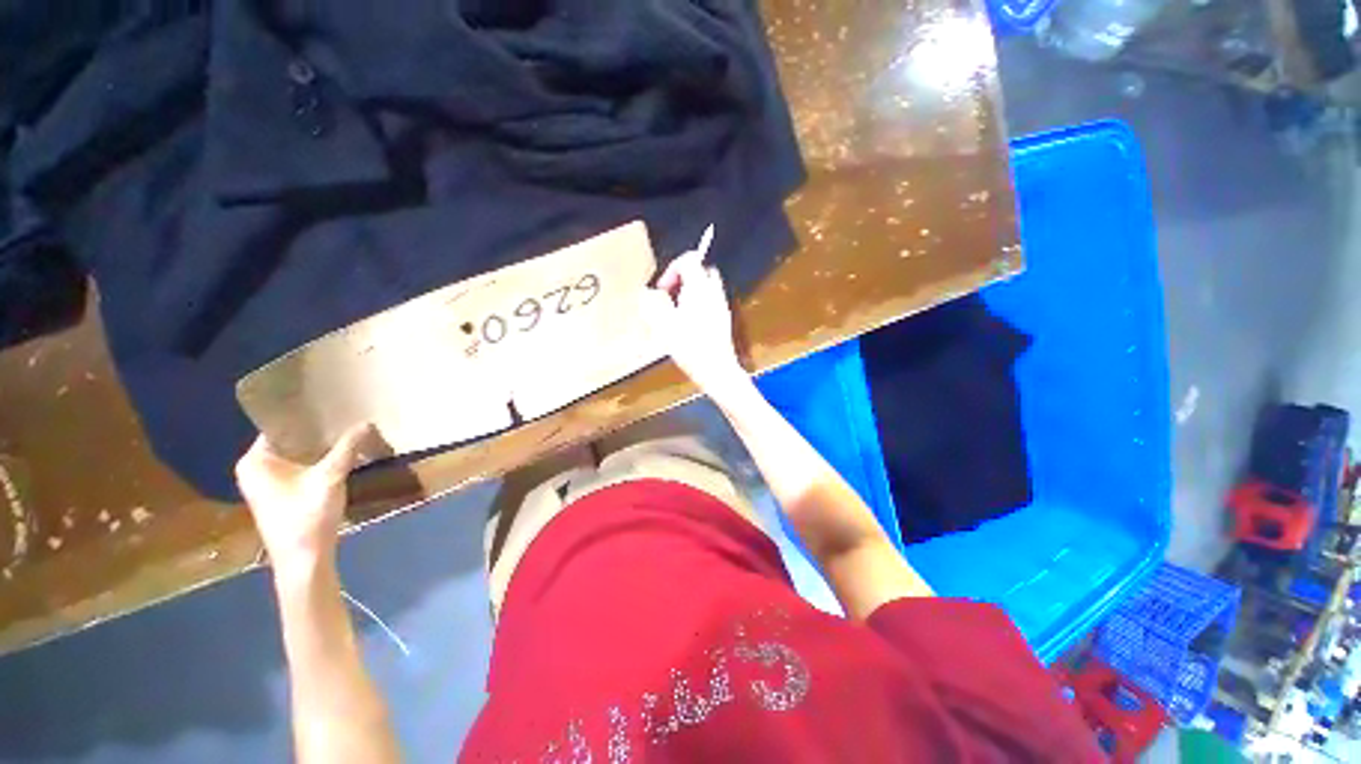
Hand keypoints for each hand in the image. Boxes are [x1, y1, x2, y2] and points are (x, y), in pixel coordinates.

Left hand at [235, 425, 377, 574]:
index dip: (306, 415)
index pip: (279, 426)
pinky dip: (317, 460)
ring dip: (320, 446)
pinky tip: (340, 454)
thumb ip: (347, 448)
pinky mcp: (280, 494)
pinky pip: (299, 466)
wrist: (304, 560)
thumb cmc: (307, 517)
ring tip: (346, 430)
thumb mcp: (330, 478)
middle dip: (317, 431)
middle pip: (289, 440)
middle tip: (345, 415)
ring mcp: (266, 483)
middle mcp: (255, 469)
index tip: (331, 403)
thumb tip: (366, 422)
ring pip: (296, 454)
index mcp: (255, 461)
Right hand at [642, 248, 747, 397]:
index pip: (689, 260)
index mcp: (699, 288)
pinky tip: (689, 324)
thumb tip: (645, 293)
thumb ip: (652, 305)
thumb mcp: (664, 326)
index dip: (672, 270)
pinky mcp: (724, 318)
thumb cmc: (690, 348)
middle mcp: (714, 292)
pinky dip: (698, 303)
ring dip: (690, 291)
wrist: (717, 370)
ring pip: (706, 285)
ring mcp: (722, 305)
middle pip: (699, 270)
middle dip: (682, 279)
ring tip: (677, 311)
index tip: (662, 289)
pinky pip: (710, 300)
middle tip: (669, 296)